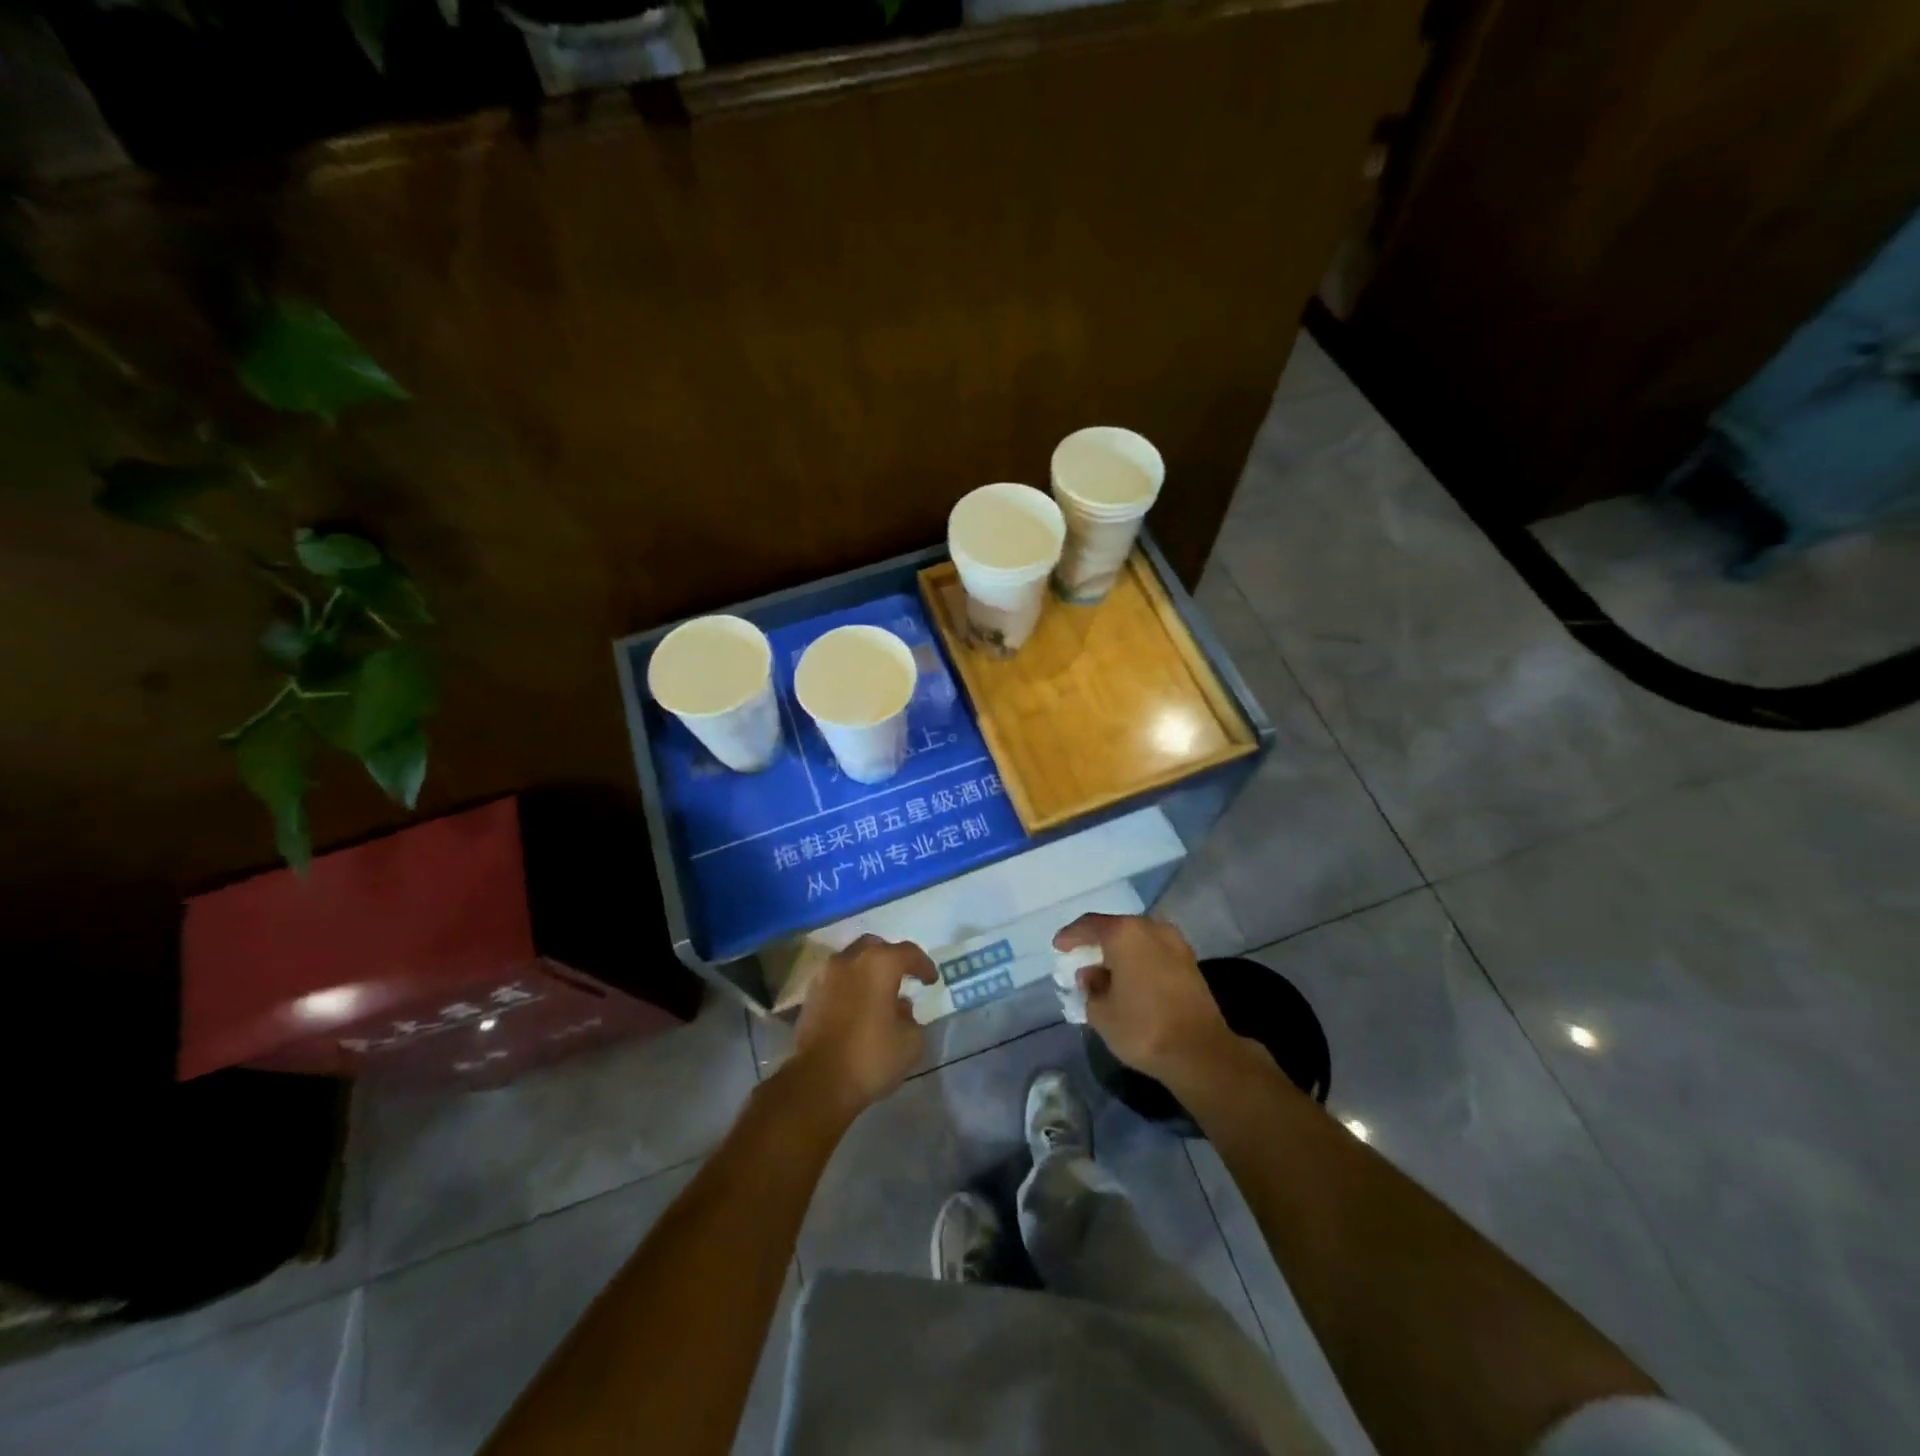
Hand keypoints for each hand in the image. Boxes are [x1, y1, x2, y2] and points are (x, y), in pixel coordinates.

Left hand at [790, 935, 937, 1118]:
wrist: (818, 1082)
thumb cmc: (870, 1057)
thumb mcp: (910, 1043)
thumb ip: (911, 1018)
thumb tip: (900, 1009)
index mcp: (879, 964)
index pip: (908, 952)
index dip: (923, 965)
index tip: (931, 980)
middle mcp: (849, 960)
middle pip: (875, 947)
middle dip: (891, 959)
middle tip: (902, 977)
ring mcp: (825, 976)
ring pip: (851, 961)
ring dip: (867, 972)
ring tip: (878, 994)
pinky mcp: (809, 996)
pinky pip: (836, 981)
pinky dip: (849, 986)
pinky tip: (858, 1007)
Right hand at [1053, 913, 1237, 1086]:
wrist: (1200, 1052)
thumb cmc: (1143, 1028)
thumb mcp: (1101, 1013)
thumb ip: (1090, 988)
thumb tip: (1091, 975)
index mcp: (1124, 933)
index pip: (1089, 925)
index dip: (1071, 936)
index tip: (1059, 947)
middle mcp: (1151, 928)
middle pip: (1116, 928)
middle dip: (1097, 943)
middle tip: (1081, 959)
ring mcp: (1175, 943)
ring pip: (1137, 939)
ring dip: (1119, 952)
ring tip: (1105, 973)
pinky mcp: (1189, 961)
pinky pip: (1154, 952)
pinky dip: (1138, 960)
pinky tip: (1129, 979)